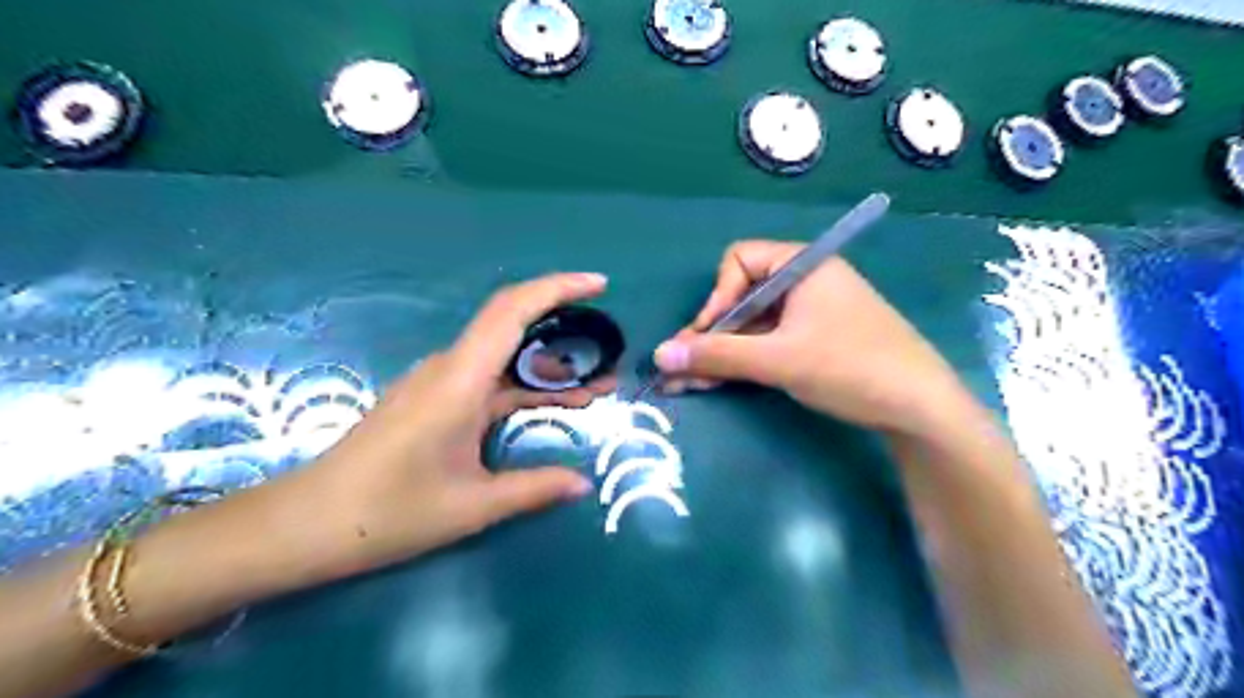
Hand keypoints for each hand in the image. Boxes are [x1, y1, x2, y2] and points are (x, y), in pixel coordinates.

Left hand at [297, 274, 616, 577]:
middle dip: (566, 334)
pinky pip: (489, 380)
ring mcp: (439, 383)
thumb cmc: (388, 513)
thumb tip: (584, 483)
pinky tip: (548, 406)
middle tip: (609, 359)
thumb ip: (534, 488)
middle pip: (514, 328)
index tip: (599, 286)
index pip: (512, 310)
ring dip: (549, 368)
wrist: (308, 524)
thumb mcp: (472, 506)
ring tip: (594, 389)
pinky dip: (525, 387)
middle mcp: (450, 369)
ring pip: (504, 358)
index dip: (557, 288)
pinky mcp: (433, 399)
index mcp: (459, 381)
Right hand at [651, 239, 971, 434]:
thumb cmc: (850, 367)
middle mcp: (805, 281)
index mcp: (803, 265)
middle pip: (742, 296)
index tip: (705, 335)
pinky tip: (720, 382)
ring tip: (692, 384)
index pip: (739, 261)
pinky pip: (768, 340)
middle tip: (685, 370)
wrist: (921, 408)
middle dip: (711, 333)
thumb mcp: (778, 360)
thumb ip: (717, 355)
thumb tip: (659, 355)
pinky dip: (744, 359)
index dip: (716, 297)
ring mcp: (811, 312)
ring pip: (752, 324)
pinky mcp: (816, 339)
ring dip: (722, 352)